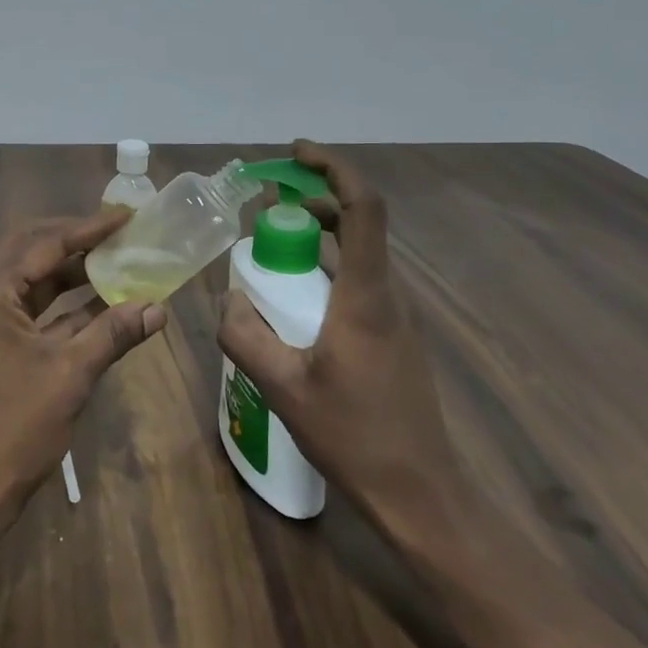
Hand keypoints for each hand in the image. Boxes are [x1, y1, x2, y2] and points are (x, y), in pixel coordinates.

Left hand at [0, 210, 167, 528]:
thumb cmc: (14, 427)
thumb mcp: (70, 374)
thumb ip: (113, 333)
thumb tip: (158, 307)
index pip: (44, 242)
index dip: (89, 228)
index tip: (127, 216)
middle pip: (30, 250)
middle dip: (75, 239)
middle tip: (118, 231)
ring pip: (28, 279)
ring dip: (69, 271)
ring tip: (115, 260)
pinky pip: (27, 308)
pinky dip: (61, 304)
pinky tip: (98, 304)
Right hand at [217, 140, 471, 539]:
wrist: (421, 494)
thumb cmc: (354, 436)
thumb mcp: (283, 387)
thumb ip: (244, 337)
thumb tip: (227, 300)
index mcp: (366, 296)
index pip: (363, 208)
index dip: (334, 169)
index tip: (296, 153)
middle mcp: (387, 295)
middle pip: (359, 222)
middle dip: (313, 199)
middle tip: (265, 200)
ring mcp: (395, 316)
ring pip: (358, 253)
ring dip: (318, 234)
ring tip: (270, 244)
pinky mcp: (393, 336)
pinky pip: (358, 281)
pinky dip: (325, 267)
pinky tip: (292, 298)